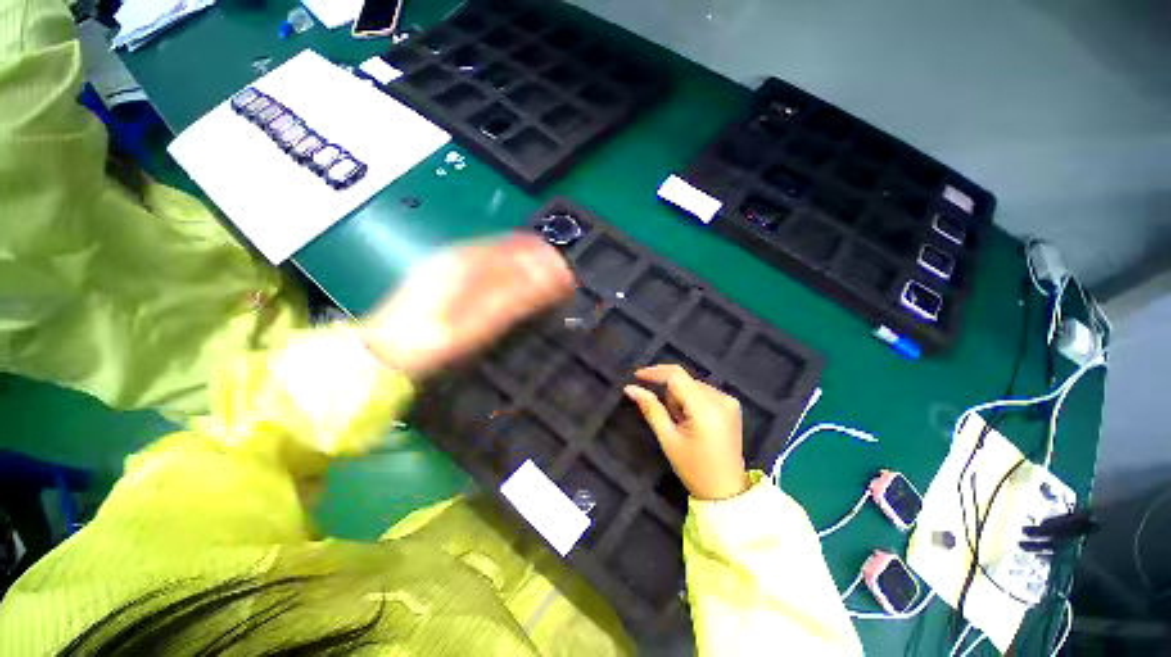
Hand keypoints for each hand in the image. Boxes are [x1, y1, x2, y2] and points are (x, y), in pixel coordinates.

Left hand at [360, 234, 574, 378]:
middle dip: (541, 264)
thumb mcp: (483, 321)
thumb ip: (520, 295)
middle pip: (514, 247)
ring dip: (526, 269)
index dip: (551, 260)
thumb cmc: (437, 340)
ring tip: (543, 292)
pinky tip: (513, 291)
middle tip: (560, 290)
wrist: (385, 354)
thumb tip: (557, 275)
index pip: (524, 246)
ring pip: (502, 256)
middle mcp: (463, 253)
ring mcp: (452, 262)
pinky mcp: (446, 274)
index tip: (569, 282)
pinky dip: (509, 275)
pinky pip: (488, 266)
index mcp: (473, 260)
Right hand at [624, 365, 749, 500]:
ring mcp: (729, 401)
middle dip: (670, 393)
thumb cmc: (694, 468)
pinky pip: (704, 392)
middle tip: (667, 418)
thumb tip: (631, 388)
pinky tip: (693, 420)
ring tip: (682, 423)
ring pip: (693, 385)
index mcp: (705, 409)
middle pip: (685, 380)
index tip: (637, 376)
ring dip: (681, 397)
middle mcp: (721, 398)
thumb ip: (651, 409)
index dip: (655, 372)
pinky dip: (692, 400)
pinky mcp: (732, 405)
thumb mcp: (668, 439)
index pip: (677, 376)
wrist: (725, 491)